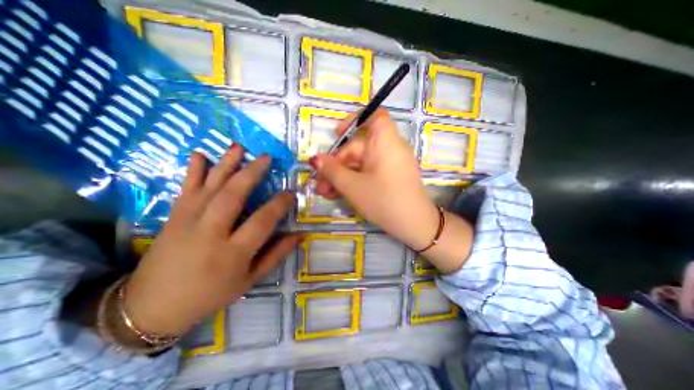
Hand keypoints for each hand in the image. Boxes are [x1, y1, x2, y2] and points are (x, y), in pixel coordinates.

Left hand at [121, 144, 300, 335]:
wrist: (152, 307)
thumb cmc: (210, 293)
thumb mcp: (250, 280)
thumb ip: (277, 255)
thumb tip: (300, 235)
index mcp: (232, 253)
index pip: (262, 221)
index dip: (279, 204)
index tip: (290, 192)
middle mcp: (210, 233)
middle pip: (233, 196)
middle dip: (252, 173)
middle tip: (267, 158)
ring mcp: (188, 222)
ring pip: (210, 187)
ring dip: (226, 164)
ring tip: (240, 148)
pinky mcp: (173, 217)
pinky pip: (185, 188)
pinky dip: (193, 170)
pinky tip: (200, 154)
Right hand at [310, 109, 434, 249]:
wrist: (414, 226)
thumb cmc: (383, 200)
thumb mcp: (353, 186)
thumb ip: (332, 171)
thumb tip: (315, 159)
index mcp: (385, 142)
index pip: (374, 116)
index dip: (355, 120)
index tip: (337, 134)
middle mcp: (389, 149)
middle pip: (358, 148)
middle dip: (336, 166)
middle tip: (321, 185)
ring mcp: (390, 164)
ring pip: (360, 164)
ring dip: (342, 176)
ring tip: (326, 193)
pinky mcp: (389, 177)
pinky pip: (369, 172)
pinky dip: (354, 180)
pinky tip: (339, 194)